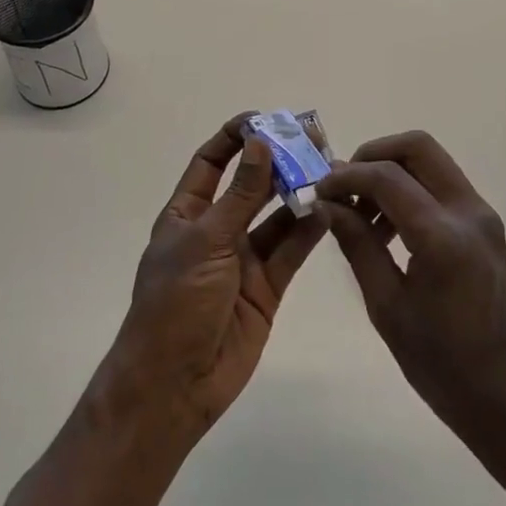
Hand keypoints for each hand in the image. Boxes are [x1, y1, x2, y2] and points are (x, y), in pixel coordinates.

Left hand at [92, 115, 327, 443]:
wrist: (174, 385)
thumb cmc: (175, 303)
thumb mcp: (206, 241)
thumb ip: (240, 195)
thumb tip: (261, 143)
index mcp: (188, 214)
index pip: (211, 162)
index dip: (235, 138)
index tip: (265, 120)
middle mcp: (216, 230)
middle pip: (250, 185)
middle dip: (277, 162)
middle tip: (312, 140)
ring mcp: (243, 259)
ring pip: (276, 216)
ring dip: (298, 193)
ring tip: (328, 170)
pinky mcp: (267, 286)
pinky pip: (291, 250)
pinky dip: (309, 230)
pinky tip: (330, 209)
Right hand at [318, 131, 505, 471]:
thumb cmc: (446, 369)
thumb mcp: (389, 309)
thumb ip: (358, 246)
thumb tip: (326, 204)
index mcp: (443, 237)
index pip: (386, 177)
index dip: (346, 177)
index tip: (317, 191)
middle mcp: (469, 212)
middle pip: (416, 147)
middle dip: (373, 156)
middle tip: (343, 188)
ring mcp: (483, 217)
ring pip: (431, 162)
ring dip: (392, 172)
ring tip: (362, 216)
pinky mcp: (487, 228)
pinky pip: (443, 186)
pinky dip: (411, 189)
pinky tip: (389, 230)